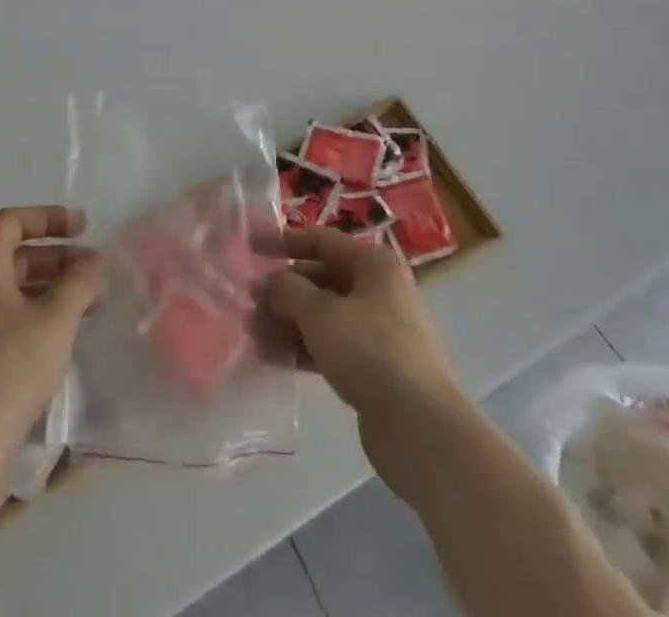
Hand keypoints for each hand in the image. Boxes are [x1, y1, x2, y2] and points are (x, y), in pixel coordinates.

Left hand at [0, 206, 105, 466]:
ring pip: (14, 286)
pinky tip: (63, 331)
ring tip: (89, 302)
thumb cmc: (11, 368)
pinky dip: (37, 310)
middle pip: (16, 254)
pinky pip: (7, 313)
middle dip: (58, 257)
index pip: (13, 221)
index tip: (83, 228)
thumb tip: (94, 261)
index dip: (49, 217)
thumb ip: (79, 282)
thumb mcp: (56, 319)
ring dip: (52, 286)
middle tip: (94, 271)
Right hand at [267, 227, 462, 434]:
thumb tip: (275, 285)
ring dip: (290, 322)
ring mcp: (381, 331)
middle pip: (323, 278)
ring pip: (326, 315)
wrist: (420, 428)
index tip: (251, 245)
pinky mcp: (377, 368)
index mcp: (374, 265)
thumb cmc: (369, 352)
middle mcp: (380, 291)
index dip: (284, 241)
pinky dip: (306, 348)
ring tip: (255, 335)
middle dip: (284, 290)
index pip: (322, 240)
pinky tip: (276, 359)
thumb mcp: (320, 313)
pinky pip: (334, 346)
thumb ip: (289, 291)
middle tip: (248, 302)